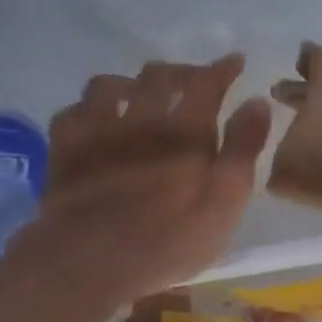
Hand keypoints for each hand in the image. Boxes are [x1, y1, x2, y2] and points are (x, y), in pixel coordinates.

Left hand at [16, 55, 271, 304]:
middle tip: (192, 82)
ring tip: (138, 95)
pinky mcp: (64, 149)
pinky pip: (72, 112)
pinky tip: (93, 121)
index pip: (207, 82)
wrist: (90, 260)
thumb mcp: (226, 200)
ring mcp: (96, 129)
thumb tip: (257, 102)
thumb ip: (243, 148)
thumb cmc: (169, 238)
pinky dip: (86, 110)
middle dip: (179, 72)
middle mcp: (140, 116)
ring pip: (109, 85)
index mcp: (185, 129)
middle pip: (158, 75)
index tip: (235, 61)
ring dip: (129, 83)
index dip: (222, 68)